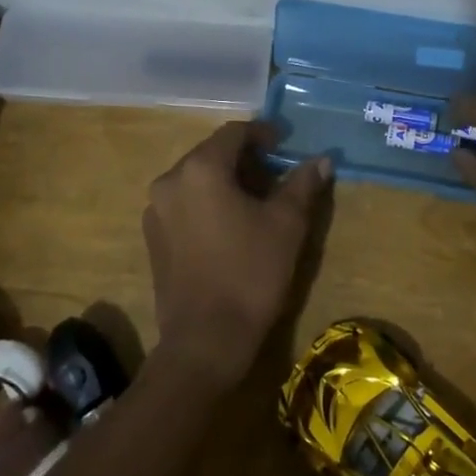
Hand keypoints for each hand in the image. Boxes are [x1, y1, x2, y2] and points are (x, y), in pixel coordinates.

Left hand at [142, 122, 329, 388]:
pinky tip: (231, 225)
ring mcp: (156, 210)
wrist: (205, 342)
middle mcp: (170, 180)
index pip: (234, 132)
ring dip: (227, 180)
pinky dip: (208, 202)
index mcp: (200, 168)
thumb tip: (322, 159)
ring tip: (258, 201)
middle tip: (277, 175)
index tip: (286, 144)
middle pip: (212, 153)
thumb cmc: (250, 274)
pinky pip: (185, 203)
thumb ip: (303, 183)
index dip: (263, 133)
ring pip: (197, 179)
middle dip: (246, 159)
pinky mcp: (153, 237)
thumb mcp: (286, 224)